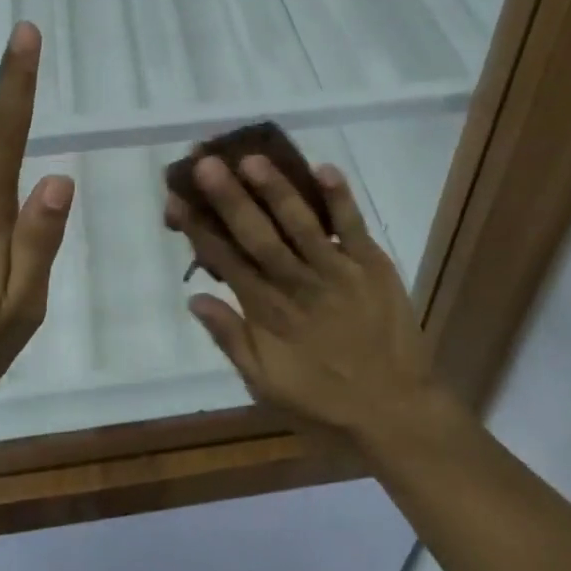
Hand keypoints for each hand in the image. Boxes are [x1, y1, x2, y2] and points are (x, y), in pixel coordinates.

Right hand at [163, 154, 437, 446]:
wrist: (395, 411)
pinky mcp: (372, 266)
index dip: (198, 229)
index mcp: (268, 313)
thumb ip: (231, 339)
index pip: (225, 261)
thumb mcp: (265, 384)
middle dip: (230, 198)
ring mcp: (337, 271)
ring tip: (253, 158)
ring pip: (301, 224)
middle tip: (206, 163)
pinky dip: (340, 198)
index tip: (176, 198)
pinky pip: (354, 227)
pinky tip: (324, 168)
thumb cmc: (324, 401)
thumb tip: (195, 299)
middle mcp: (297, 285)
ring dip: (277, 190)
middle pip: (257, 235)